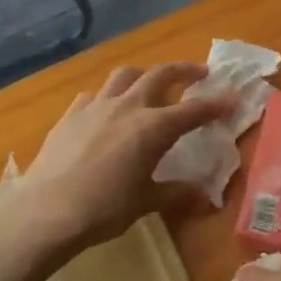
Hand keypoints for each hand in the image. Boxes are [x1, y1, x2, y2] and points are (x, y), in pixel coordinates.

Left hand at [20, 63, 231, 255]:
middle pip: (160, 75)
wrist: (48, 210)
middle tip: (198, 73)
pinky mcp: (71, 115)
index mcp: (154, 127)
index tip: (232, 98)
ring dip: (144, 74)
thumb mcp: (146, 202)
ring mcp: (96, 106)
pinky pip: (94, 94)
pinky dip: (108, 95)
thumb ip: (175, 193)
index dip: (215, 104)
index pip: (193, 110)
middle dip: (183, 70)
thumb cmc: (105, 208)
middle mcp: (128, 107)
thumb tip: (203, 197)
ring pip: (124, 75)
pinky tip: (107, 108)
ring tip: (150, 82)